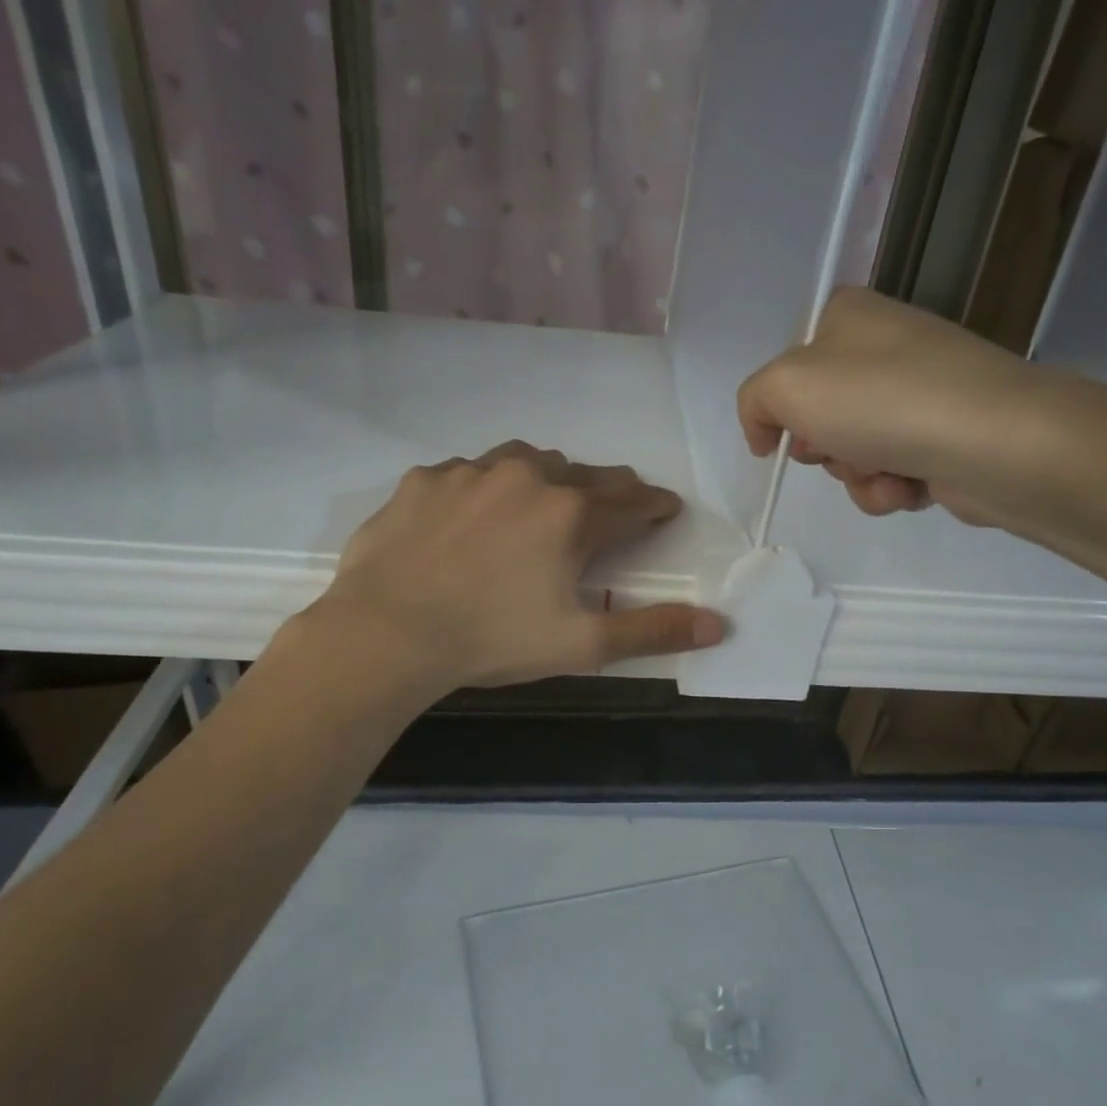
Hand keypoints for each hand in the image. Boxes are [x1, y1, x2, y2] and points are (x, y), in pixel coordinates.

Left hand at [318, 442, 726, 689]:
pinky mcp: (426, 479)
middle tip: (618, 503)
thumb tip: (719, 625)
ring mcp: (471, 472)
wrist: (387, 634)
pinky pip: (469, 472)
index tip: (667, 509)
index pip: (631, 503)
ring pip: (528, 460)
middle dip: (609, 490)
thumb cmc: (492, 641)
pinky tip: (476, 512)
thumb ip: (652, 630)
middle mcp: (528, 477)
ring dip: (549, 476)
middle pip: (585, 475)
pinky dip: (487, 486)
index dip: (655, 507)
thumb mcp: (582, 645)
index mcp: (571, 515)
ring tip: (549, 497)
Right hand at [738, 286, 1068, 524]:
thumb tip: (768, 434)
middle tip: (838, 448)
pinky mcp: (945, 436)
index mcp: (848, 316)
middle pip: (819, 415)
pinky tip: (910, 486)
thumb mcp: (786, 387)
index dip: (780, 407)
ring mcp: (920, 392)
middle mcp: (884, 347)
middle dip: (823, 447)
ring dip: (857, 475)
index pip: (788, 365)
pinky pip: (890, 472)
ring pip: (853, 451)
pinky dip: (890, 488)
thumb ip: (755, 401)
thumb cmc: (880, 400)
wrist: (993, 441)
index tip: (782, 436)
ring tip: (886, 471)